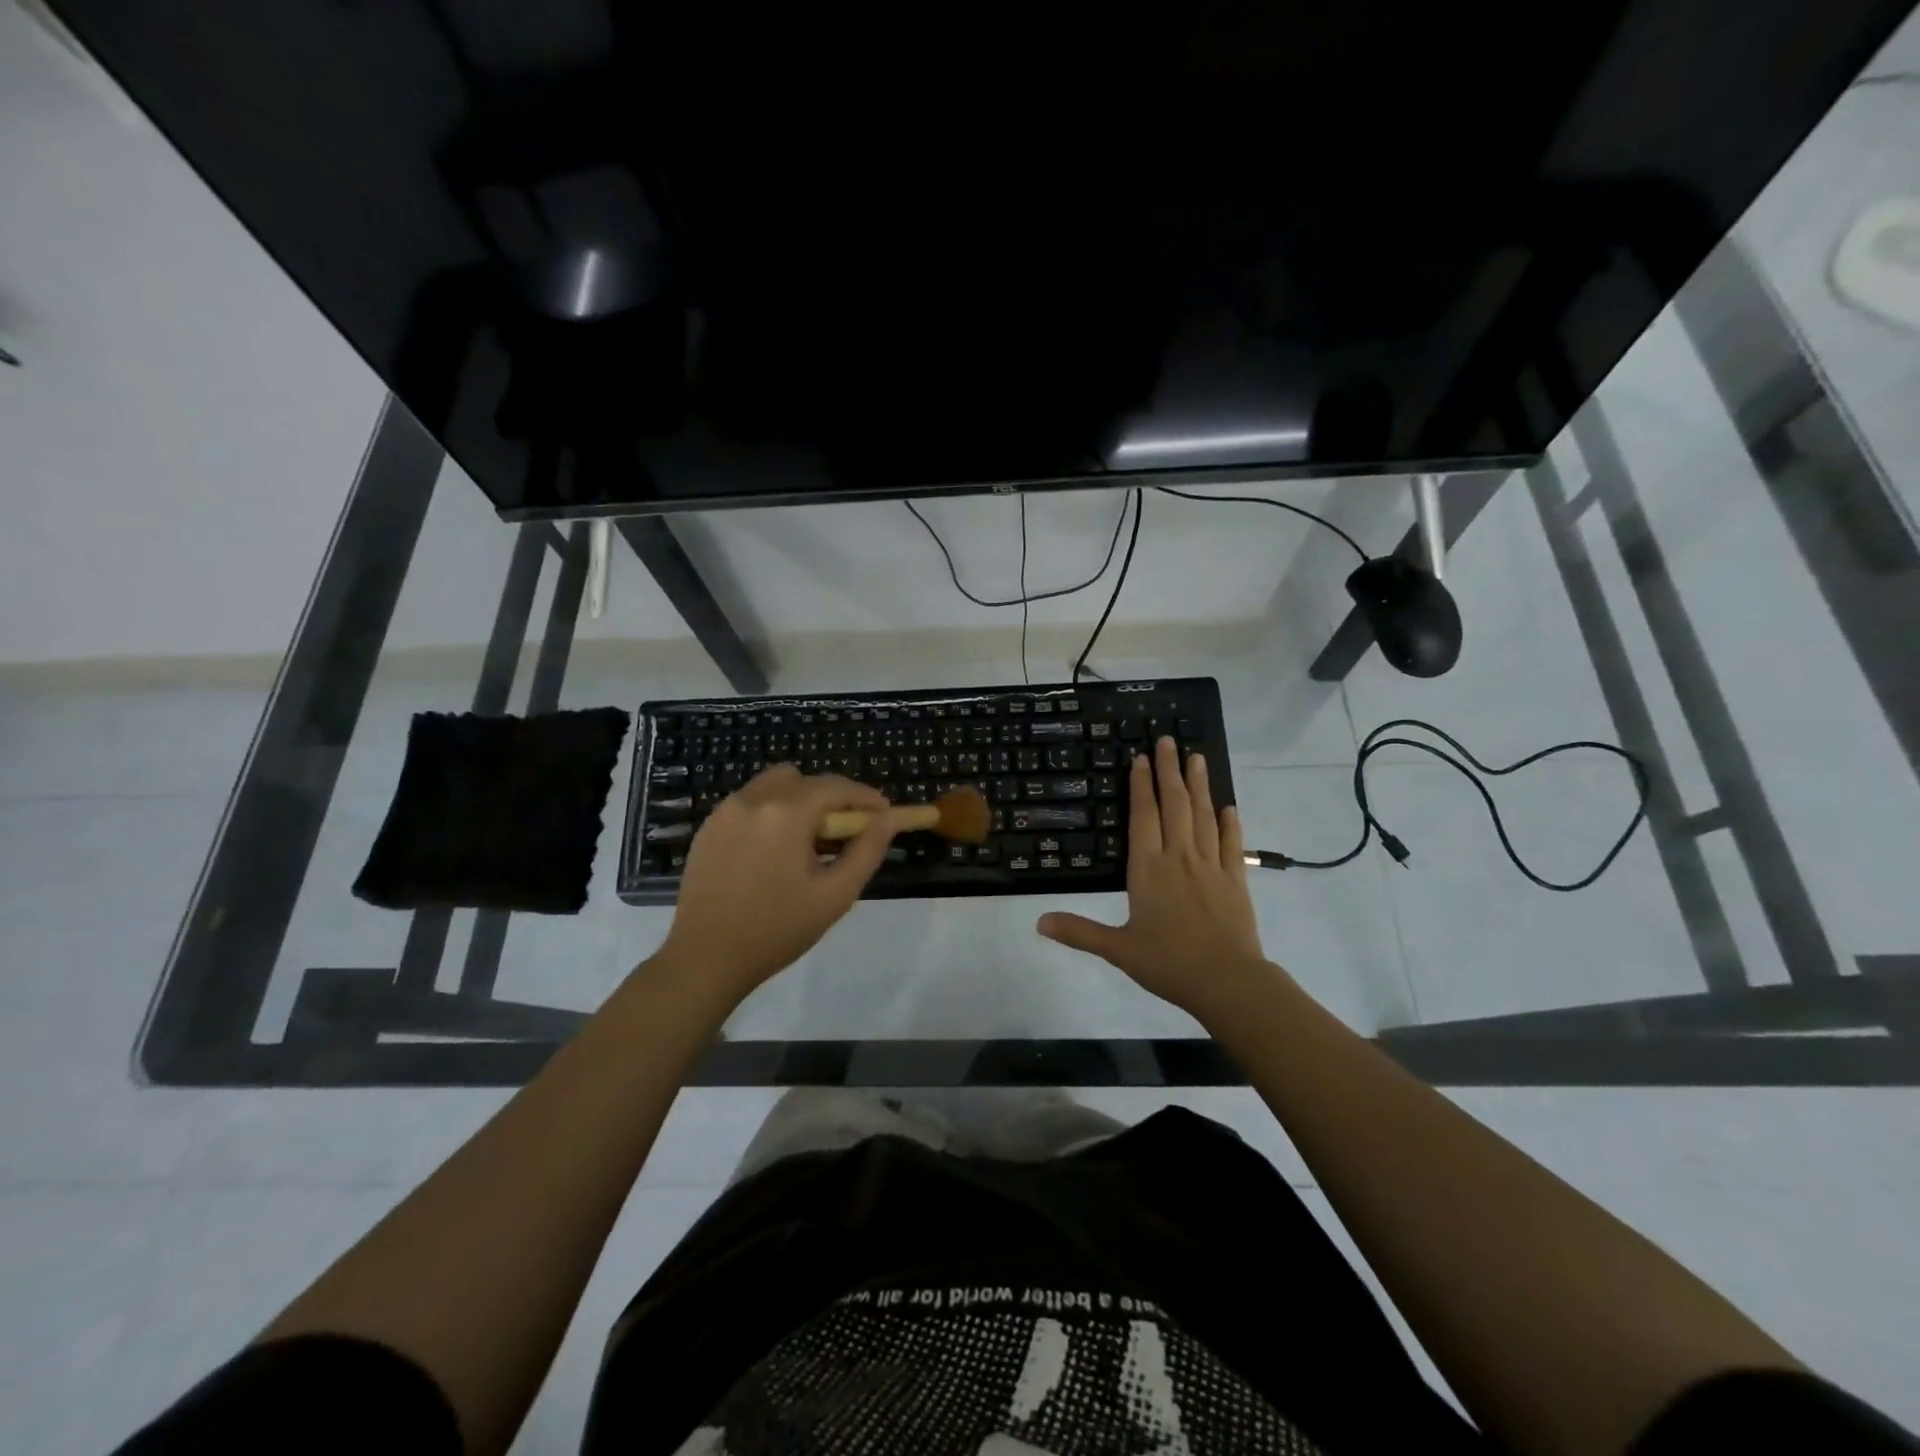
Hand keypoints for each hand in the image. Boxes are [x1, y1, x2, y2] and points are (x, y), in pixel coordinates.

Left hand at [655, 766, 895, 1000]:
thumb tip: (890, 819)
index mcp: (787, 813)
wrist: (705, 959)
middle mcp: (754, 799)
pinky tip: (774, 851)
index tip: (885, 815)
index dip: (866, 797)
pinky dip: (771, 813)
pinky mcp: (708, 827)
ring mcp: (725, 811)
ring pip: (774, 785)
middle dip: (831, 798)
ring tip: (807, 842)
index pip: (836, 787)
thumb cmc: (778, 930)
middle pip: (804, 779)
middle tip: (844, 833)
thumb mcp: (835, 894)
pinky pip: (749, 803)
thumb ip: (867, 850)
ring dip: (799, 801)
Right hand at [1038, 737, 1270, 1017]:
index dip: (1141, 785)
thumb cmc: (1168, 963)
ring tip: (1197, 757)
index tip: (1141, 758)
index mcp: (1148, 869)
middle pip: (1174, 804)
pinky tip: (1228, 807)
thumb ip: (1079, 931)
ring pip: (1203, 815)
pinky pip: (1231, 843)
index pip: (1143, 816)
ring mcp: (1211, 865)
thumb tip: (1038, 922)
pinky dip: (1229, 822)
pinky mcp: (1235, 879)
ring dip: (1199, 785)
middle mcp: (1179, 857)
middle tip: (1169, 740)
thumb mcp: (1117, 949)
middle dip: (1169, 770)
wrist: (1227, 982)